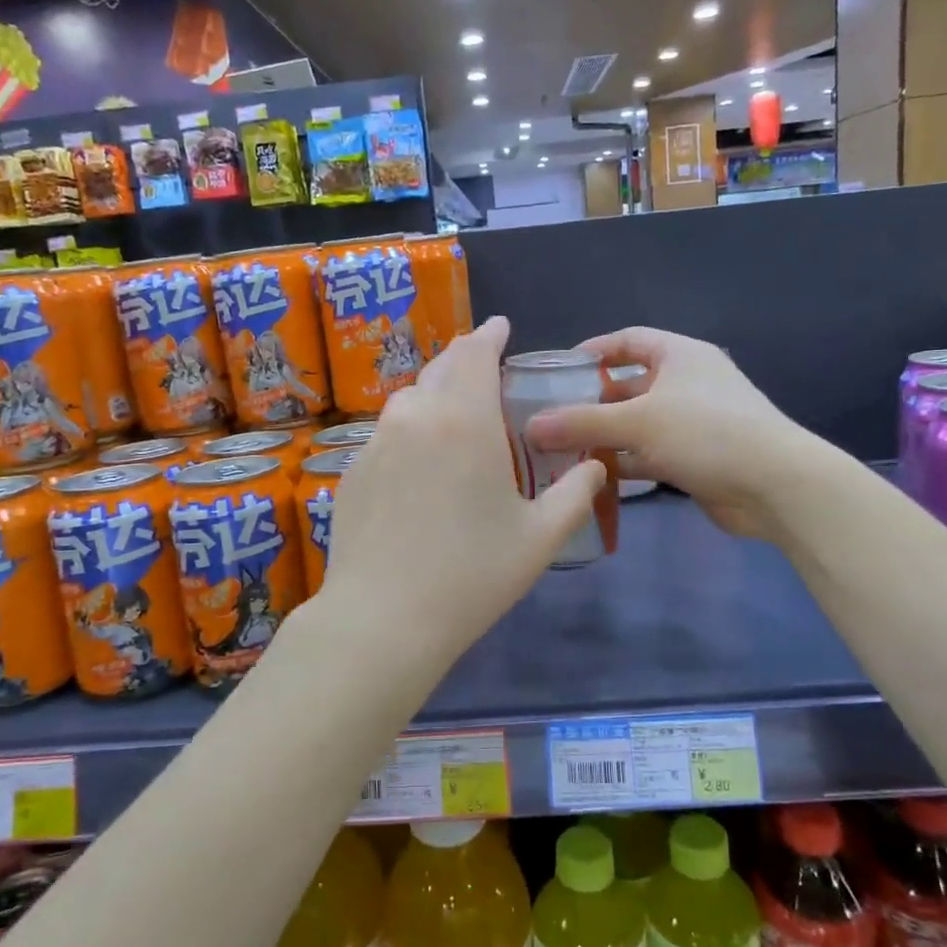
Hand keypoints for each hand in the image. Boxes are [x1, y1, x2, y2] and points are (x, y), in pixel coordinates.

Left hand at [317, 316, 606, 665]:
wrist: (383, 618)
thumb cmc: (471, 574)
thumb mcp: (540, 537)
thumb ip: (575, 492)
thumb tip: (594, 466)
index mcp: (462, 419)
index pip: (474, 352)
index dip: (489, 334)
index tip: (501, 328)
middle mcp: (413, 416)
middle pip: (439, 370)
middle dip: (464, 363)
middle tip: (486, 378)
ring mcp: (375, 443)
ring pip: (409, 402)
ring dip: (436, 399)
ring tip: (455, 425)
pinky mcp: (351, 471)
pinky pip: (387, 436)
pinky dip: (410, 436)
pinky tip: (419, 473)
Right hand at [526, 326, 804, 540]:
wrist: (775, 486)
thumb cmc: (706, 433)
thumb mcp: (638, 421)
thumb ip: (582, 423)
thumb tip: (531, 426)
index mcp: (679, 356)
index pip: (629, 341)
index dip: (593, 351)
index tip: (557, 369)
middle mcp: (686, 384)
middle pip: (628, 385)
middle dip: (590, 402)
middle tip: (548, 418)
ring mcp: (692, 423)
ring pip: (636, 424)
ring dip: (603, 437)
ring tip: (559, 450)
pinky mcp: (694, 459)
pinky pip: (648, 455)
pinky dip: (622, 463)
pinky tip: (590, 477)